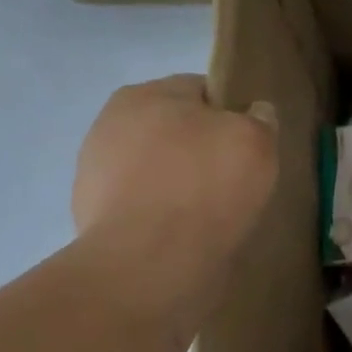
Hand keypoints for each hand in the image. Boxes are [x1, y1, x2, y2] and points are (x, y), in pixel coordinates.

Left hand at [72, 76, 277, 265]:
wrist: (149, 262)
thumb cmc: (206, 187)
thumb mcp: (256, 142)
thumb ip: (260, 119)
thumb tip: (256, 112)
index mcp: (145, 94)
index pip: (200, 90)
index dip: (232, 114)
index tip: (250, 145)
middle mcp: (110, 123)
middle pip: (174, 130)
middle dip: (201, 149)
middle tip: (234, 181)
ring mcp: (95, 171)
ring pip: (156, 169)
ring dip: (180, 184)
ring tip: (210, 214)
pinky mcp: (90, 215)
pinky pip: (141, 206)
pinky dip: (161, 215)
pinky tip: (183, 235)